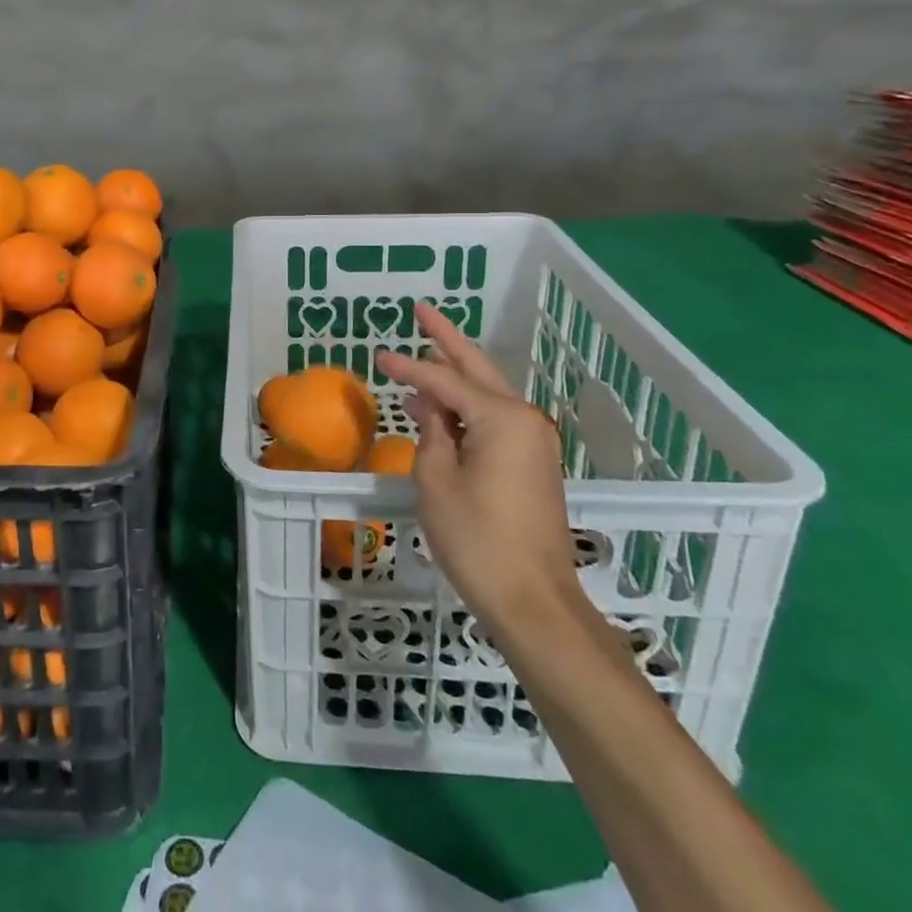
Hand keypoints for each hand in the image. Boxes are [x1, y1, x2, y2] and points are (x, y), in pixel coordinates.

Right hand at [376, 303, 581, 642]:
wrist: (533, 601)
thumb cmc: (477, 539)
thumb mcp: (436, 480)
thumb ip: (431, 432)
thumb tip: (428, 405)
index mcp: (501, 418)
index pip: (444, 380)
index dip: (408, 367)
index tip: (377, 355)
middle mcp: (524, 420)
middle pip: (477, 369)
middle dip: (447, 339)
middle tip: (422, 310)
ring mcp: (532, 442)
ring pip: (487, 393)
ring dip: (455, 372)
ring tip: (426, 348)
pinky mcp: (531, 463)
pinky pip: (492, 419)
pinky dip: (465, 405)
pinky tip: (439, 404)